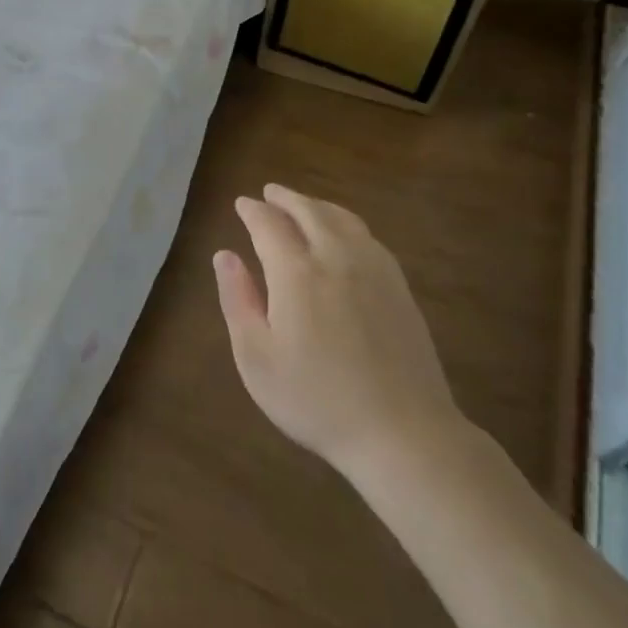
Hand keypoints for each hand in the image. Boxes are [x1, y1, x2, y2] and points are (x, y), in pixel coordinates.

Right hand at [214, 183, 463, 480]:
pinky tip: (344, 235)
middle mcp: (336, 258)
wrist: (403, 434)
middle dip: (286, 198)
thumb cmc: (316, 399)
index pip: (269, 225)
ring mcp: (374, 270)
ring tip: (303, 206)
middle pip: (309, 212)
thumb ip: (237, 299)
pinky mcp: (400, 288)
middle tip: (269, 193)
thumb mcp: (256, 357)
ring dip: (317, 206)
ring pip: (343, 219)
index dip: (252, 211)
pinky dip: (346, 223)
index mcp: (296, 272)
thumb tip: (224, 255)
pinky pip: (368, 237)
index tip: (241, 204)